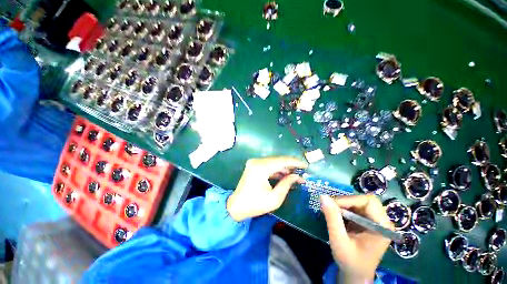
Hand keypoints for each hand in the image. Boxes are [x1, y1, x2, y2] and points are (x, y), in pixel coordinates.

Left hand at [226, 156, 307, 221]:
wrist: (236, 207)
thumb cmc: (255, 205)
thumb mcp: (274, 198)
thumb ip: (287, 184)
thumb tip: (297, 176)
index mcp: (261, 168)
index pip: (282, 161)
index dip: (295, 162)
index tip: (306, 165)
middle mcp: (257, 161)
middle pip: (278, 160)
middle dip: (291, 166)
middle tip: (302, 172)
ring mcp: (254, 163)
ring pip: (274, 162)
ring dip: (284, 168)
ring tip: (295, 175)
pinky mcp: (254, 166)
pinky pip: (268, 165)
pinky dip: (277, 170)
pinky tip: (285, 175)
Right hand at [320, 194, 393, 282]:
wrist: (355, 274)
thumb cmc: (350, 261)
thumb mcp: (339, 240)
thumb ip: (332, 218)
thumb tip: (323, 196)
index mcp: (382, 227)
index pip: (368, 201)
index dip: (349, 199)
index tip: (332, 205)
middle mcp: (381, 221)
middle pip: (363, 200)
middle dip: (344, 202)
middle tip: (329, 208)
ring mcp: (374, 221)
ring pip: (357, 202)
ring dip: (342, 205)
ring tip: (331, 212)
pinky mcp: (367, 221)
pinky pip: (354, 207)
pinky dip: (343, 208)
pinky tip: (336, 215)